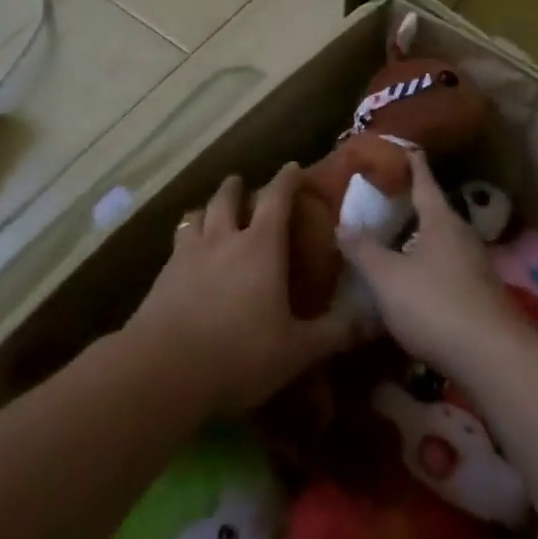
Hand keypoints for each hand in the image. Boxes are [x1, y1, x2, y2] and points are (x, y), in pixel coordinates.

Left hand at [127, 164, 374, 415]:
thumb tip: (375, 319)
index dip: (286, 179)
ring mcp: (188, 255)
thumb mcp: (297, 351)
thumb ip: (335, 333)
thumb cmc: (239, 354)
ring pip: (197, 215)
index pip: (276, 197)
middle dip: (237, 187)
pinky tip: (187, 256)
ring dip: (207, 209)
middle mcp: (223, 239)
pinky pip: (176, 244)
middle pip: (227, 198)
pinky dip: (186, 239)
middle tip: (243, 185)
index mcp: (261, 246)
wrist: (162, 371)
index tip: (293, 167)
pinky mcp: (162, 276)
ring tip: (211, 213)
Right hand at [337, 151, 532, 382]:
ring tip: (397, 239)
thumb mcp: (388, 278)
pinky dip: (430, 265)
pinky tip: (415, 281)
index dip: (413, 164)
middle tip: (388, 197)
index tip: (406, 147)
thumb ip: (364, 250)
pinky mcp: (480, 295)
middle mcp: (462, 235)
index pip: (424, 181)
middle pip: (436, 211)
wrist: (492, 357)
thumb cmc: (435, 304)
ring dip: (421, 237)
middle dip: (414, 203)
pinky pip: (449, 268)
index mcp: (441, 221)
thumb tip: (342, 224)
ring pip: (443, 241)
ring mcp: (475, 266)